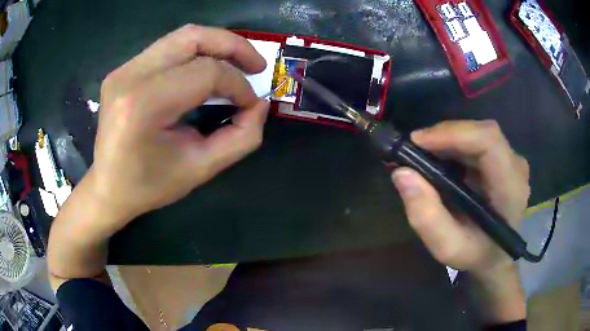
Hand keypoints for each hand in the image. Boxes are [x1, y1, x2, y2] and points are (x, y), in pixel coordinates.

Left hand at [91, 24, 269, 229]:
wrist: (107, 188)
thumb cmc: (149, 186)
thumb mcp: (200, 169)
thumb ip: (241, 138)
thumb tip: (260, 104)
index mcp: (143, 105)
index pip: (205, 72)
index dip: (238, 84)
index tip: (252, 103)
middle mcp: (130, 76)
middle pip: (193, 38)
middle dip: (233, 46)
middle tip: (257, 65)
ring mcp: (123, 69)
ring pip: (182, 36)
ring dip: (216, 44)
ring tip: (237, 63)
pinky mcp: (123, 69)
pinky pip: (168, 48)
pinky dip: (196, 53)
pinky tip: (206, 70)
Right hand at [391, 120, 529, 274]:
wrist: (497, 255)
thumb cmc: (476, 254)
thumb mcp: (448, 248)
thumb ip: (427, 217)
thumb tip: (402, 174)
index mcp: (510, 188)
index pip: (489, 141)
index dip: (453, 133)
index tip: (418, 142)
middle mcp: (516, 166)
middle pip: (482, 132)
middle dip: (445, 135)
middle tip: (414, 149)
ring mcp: (512, 159)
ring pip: (478, 132)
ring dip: (449, 139)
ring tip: (424, 155)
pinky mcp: (504, 157)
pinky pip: (478, 139)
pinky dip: (455, 143)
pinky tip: (442, 158)